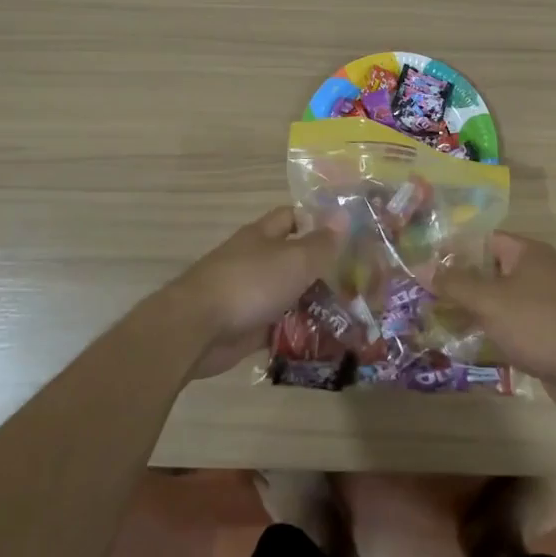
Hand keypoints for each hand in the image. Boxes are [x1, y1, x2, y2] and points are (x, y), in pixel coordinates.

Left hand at [169, 207, 343, 379]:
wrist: (198, 329)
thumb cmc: (249, 284)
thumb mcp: (294, 260)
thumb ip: (321, 243)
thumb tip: (343, 215)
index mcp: (262, 236)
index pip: (292, 217)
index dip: (316, 222)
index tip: (346, 236)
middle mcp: (254, 260)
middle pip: (292, 259)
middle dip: (320, 269)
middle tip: (357, 282)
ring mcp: (248, 295)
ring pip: (287, 294)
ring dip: (311, 304)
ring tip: (349, 316)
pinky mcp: (245, 327)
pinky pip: (277, 326)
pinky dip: (296, 333)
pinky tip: (324, 341)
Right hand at [426, 233, 555, 410]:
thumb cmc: (538, 323)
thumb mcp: (489, 301)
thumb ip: (455, 284)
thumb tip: (424, 268)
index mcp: (529, 252)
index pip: (485, 240)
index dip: (456, 250)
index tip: (429, 265)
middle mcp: (541, 270)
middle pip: (493, 269)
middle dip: (463, 282)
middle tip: (430, 294)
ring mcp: (550, 301)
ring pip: (503, 298)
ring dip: (478, 308)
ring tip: (443, 319)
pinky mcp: (553, 330)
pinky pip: (516, 321)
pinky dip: (496, 327)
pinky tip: (474, 341)